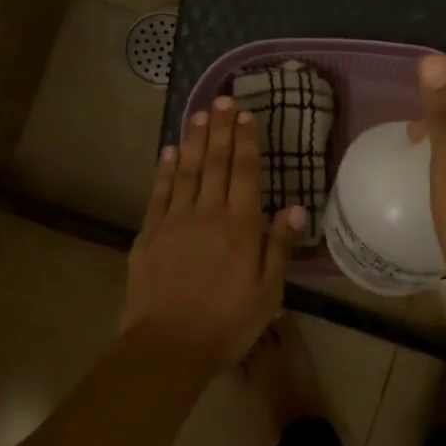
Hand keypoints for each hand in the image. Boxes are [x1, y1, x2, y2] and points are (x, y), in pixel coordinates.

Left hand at [121, 96, 304, 366]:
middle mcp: (207, 214)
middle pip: (214, 162)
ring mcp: (174, 221)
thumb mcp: (268, 292)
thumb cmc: (227, 323)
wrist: (168, 347)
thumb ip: (279, 246)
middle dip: (220, 129)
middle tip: (222, 98)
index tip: (245, 114)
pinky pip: (159, 193)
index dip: (245, 141)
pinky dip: (164, 170)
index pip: (244, 173)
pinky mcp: (149, 234)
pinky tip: (168, 152)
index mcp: (240, 226)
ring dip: (193, 140)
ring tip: (198, 113)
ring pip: (186, 170)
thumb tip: (296, 207)